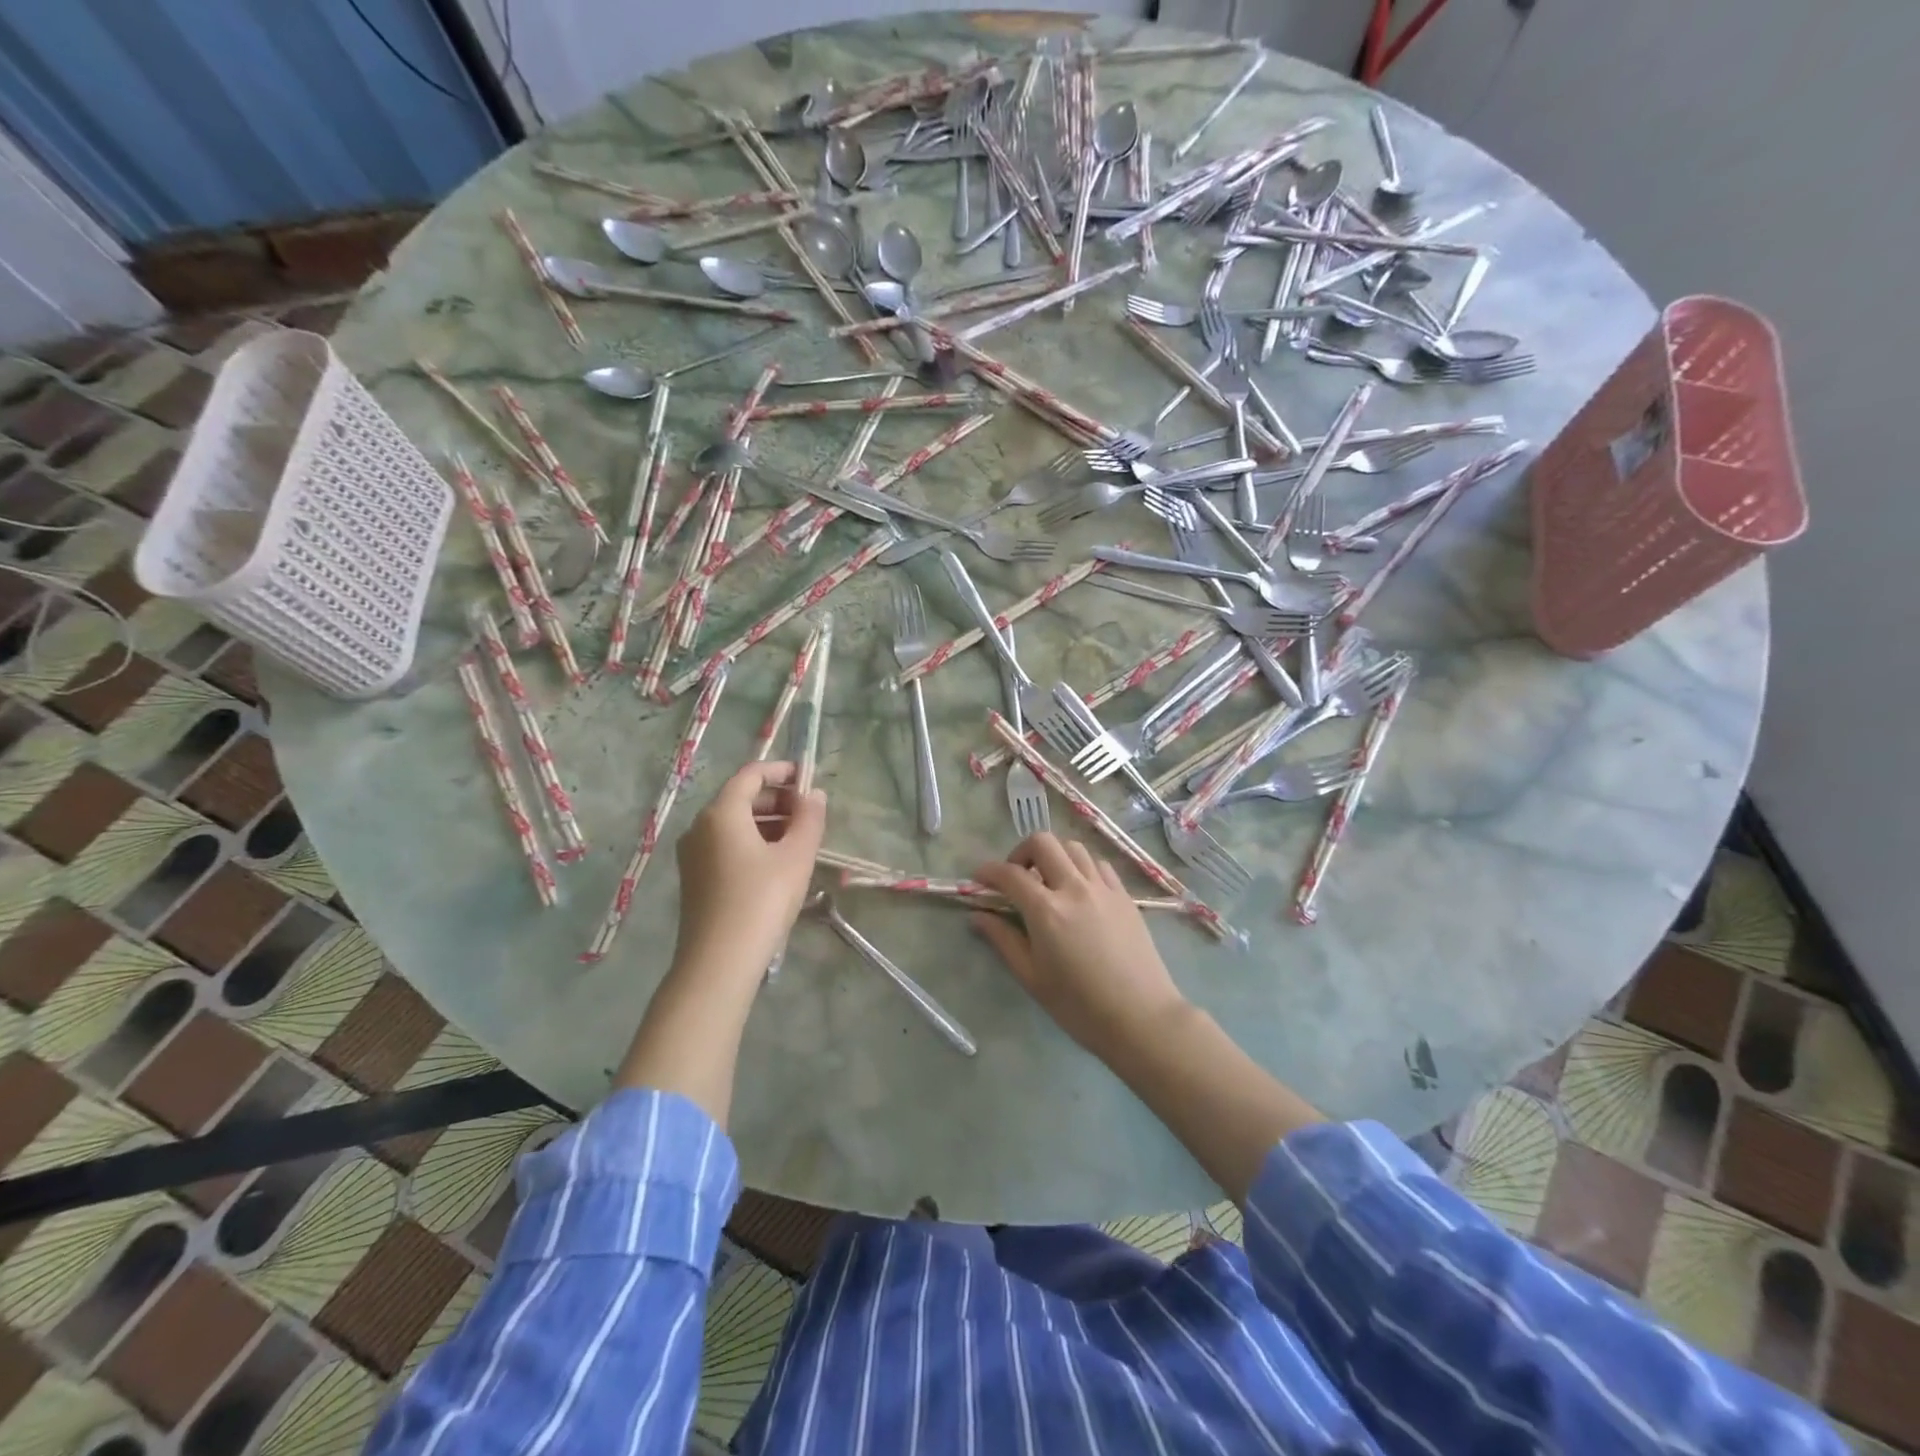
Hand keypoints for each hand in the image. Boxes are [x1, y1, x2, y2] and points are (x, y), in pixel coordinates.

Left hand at [672, 761, 825, 985]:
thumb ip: (809, 818)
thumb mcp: (796, 856)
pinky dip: (752, 842)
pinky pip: (725, 845)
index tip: (808, 778)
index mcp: (721, 813)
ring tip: (799, 838)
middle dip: (777, 799)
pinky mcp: (694, 878)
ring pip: (733, 824)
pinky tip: (776, 863)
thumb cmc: (762, 900)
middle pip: (740, 798)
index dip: (781, 771)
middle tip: (809, 812)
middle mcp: (700, 826)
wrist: (719, 962)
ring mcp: (692, 854)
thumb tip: (814, 794)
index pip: (751, 775)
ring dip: (767, 822)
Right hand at [972, 833, 1186, 1062]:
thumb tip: (978, 916)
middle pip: (1043, 842)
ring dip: (1054, 856)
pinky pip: (1099, 865)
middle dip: (1021, 852)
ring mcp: (1103, 888)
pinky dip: (1082, 868)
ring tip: (1049, 882)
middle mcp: (1074, 888)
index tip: (979, 879)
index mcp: (1046, 910)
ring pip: (1073, 848)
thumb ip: (1003, 940)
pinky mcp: (1125, 896)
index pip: (1009, 874)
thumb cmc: (1079, 1005)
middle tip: (1017, 877)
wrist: (1140, 1018)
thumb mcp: (1031, 977)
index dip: (988, 872)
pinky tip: (1080, 891)